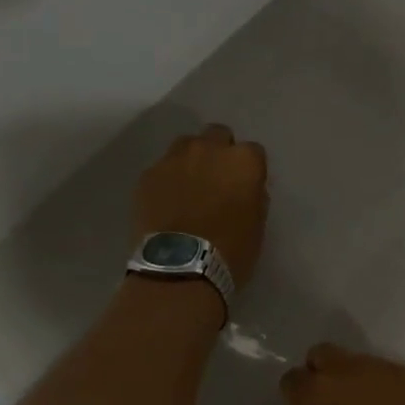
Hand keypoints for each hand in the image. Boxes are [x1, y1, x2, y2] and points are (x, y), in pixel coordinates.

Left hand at [132, 125, 268, 291]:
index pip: (253, 152)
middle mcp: (209, 149)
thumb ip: (253, 196)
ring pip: (186, 145)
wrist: (179, 268)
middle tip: (216, 180)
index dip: (248, 169)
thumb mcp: (257, 226)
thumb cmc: (230, 251)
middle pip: (217, 135)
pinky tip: (165, 203)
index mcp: (243, 161)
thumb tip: (245, 189)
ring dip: (191, 160)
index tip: (244, 187)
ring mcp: (174, 159)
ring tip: (187, 187)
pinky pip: (161, 168)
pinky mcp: (148, 174)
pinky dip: (166, 180)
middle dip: (219, 152)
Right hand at [271, 345, 404, 404]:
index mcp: (314, 396)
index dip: (298, 404)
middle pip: (325, 357)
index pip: (292, 380)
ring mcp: (393, 373)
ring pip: (367, 366)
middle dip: (325, 380)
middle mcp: (350, 371)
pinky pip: (403, 381)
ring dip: (364, 387)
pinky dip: (399, 398)